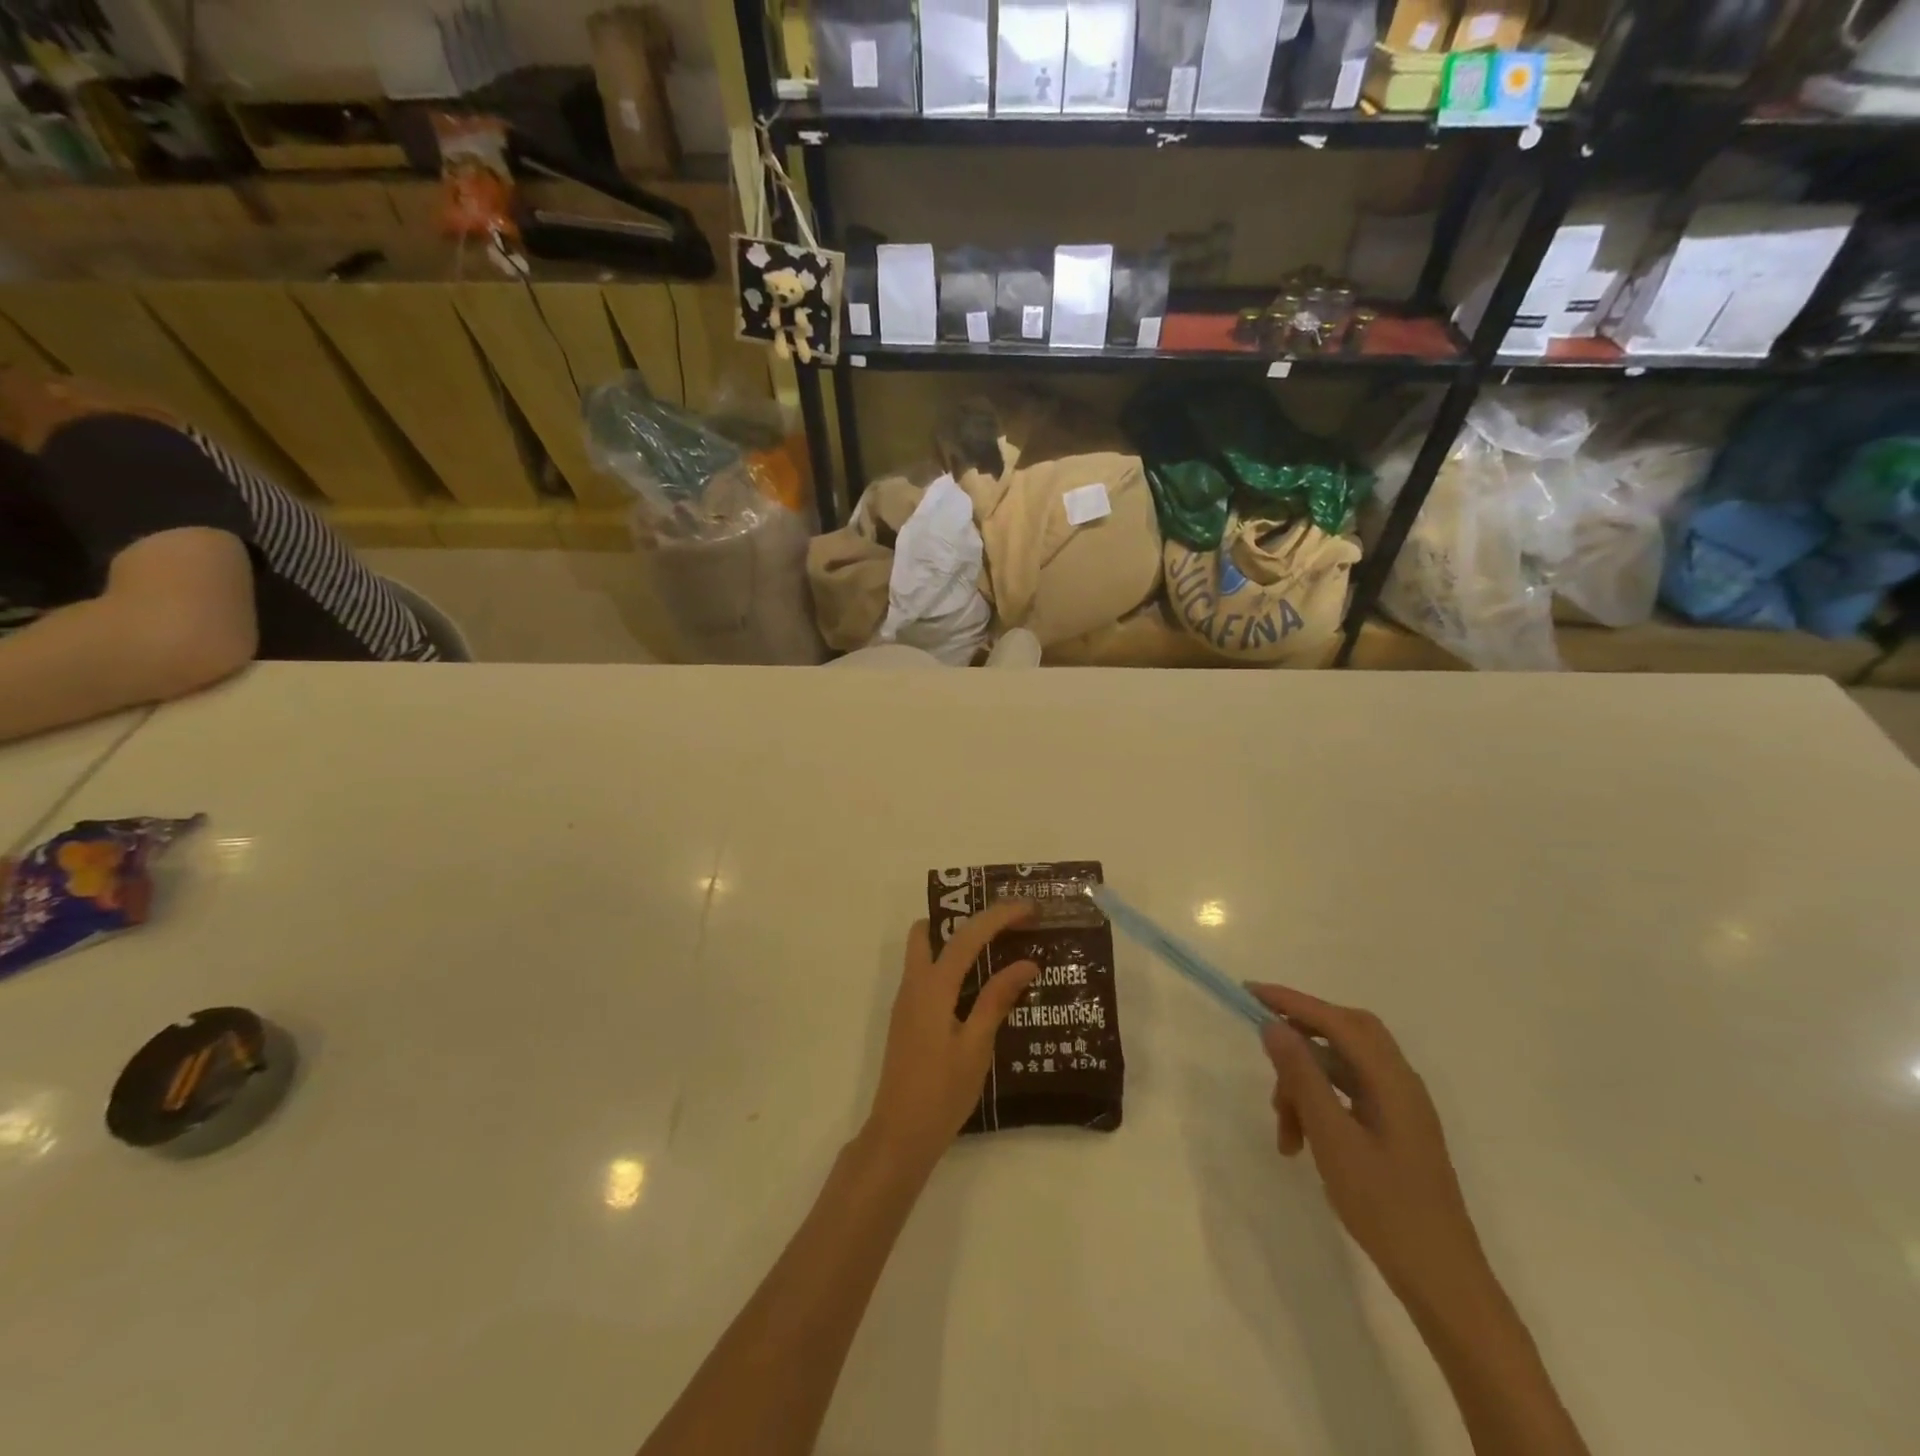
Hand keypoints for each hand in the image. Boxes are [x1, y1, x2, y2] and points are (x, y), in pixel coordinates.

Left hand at [864, 901, 1038, 1169]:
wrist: (900, 1134)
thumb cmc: (942, 1092)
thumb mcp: (976, 1046)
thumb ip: (997, 1000)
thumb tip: (1026, 963)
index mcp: (932, 987)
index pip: (966, 936)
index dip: (998, 916)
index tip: (1028, 907)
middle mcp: (914, 985)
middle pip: (929, 931)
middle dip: (963, 917)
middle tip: (1002, 923)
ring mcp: (907, 1001)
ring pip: (927, 952)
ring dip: (957, 941)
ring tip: (998, 949)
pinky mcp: (909, 1018)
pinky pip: (929, 975)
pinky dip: (953, 966)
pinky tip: (981, 986)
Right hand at [1253, 984, 1492, 1314]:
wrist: (1442, 1281)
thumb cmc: (1385, 1207)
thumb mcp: (1332, 1139)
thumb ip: (1303, 1077)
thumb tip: (1273, 1026)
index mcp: (1392, 1079)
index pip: (1335, 1020)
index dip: (1291, 1001)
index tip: (1248, 993)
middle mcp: (1400, 1083)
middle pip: (1345, 1033)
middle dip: (1301, 1035)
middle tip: (1265, 1049)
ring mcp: (1400, 1107)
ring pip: (1343, 1067)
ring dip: (1305, 1083)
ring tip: (1283, 1129)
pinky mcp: (1394, 1129)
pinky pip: (1349, 1094)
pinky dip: (1320, 1103)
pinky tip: (1302, 1139)